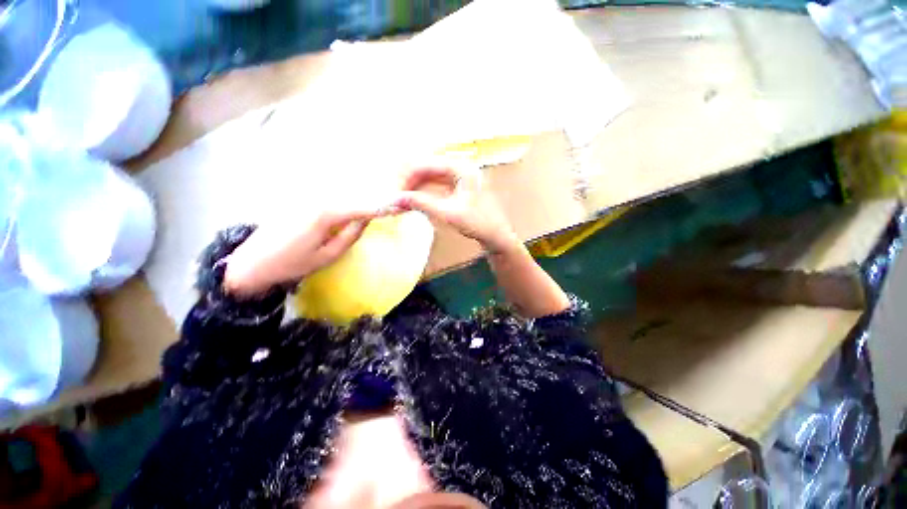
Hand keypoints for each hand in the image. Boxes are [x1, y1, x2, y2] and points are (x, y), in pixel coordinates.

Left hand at [223, 208, 382, 296]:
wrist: (250, 263)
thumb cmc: (291, 264)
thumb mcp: (328, 255)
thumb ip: (350, 235)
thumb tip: (367, 219)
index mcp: (326, 214)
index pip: (362, 207)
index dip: (382, 207)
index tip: (399, 206)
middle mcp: (318, 199)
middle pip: (354, 195)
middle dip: (375, 198)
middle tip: (394, 202)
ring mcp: (308, 198)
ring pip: (343, 194)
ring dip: (362, 197)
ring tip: (379, 203)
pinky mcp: (301, 201)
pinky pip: (331, 197)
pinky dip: (347, 200)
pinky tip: (355, 206)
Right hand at [393, 165, 518, 253]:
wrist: (496, 236)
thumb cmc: (478, 223)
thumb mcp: (448, 214)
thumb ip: (422, 204)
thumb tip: (395, 199)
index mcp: (461, 168)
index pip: (425, 165)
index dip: (406, 178)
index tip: (394, 194)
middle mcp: (459, 167)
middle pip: (425, 169)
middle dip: (408, 184)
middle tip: (394, 200)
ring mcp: (457, 177)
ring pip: (427, 179)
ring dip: (413, 190)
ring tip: (399, 205)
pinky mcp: (455, 188)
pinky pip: (433, 187)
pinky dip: (421, 195)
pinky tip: (411, 205)